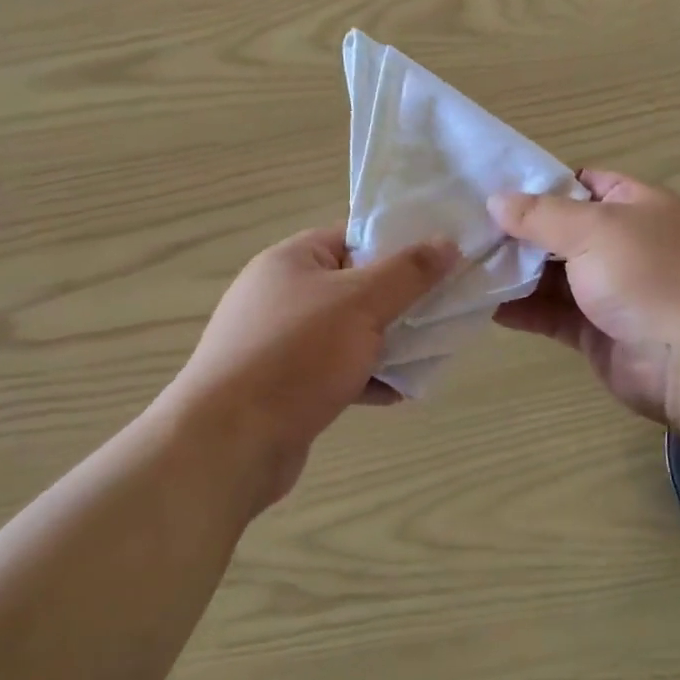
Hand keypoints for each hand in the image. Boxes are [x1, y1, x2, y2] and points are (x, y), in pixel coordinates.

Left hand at [172, 226, 457, 509]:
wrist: (230, 442)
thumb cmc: (296, 356)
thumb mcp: (361, 303)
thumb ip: (408, 272)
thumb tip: (449, 242)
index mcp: (292, 261)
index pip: (354, 236)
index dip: (399, 244)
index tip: (443, 259)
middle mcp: (282, 295)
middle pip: (356, 286)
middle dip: (401, 300)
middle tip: (444, 309)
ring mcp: (282, 343)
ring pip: (350, 332)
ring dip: (389, 343)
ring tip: (430, 353)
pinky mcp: (286, 385)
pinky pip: (337, 371)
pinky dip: (367, 378)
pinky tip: (399, 393)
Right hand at [489, 171, 679, 425]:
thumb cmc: (649, 276)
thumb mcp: (594, 230)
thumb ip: (541, 216)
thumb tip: (495, 200)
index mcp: (635, 206)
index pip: (583, 183)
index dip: (541, 185)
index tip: (493, 191)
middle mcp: (624, 244)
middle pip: (562, 231)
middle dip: (518, 233)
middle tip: (466, 231)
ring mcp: (611, 291)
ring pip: (553, 276)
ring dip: (515, 273)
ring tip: (465, 267)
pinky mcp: (597, 332)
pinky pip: (552, 315)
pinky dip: (523, 310)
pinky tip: (485, 306)